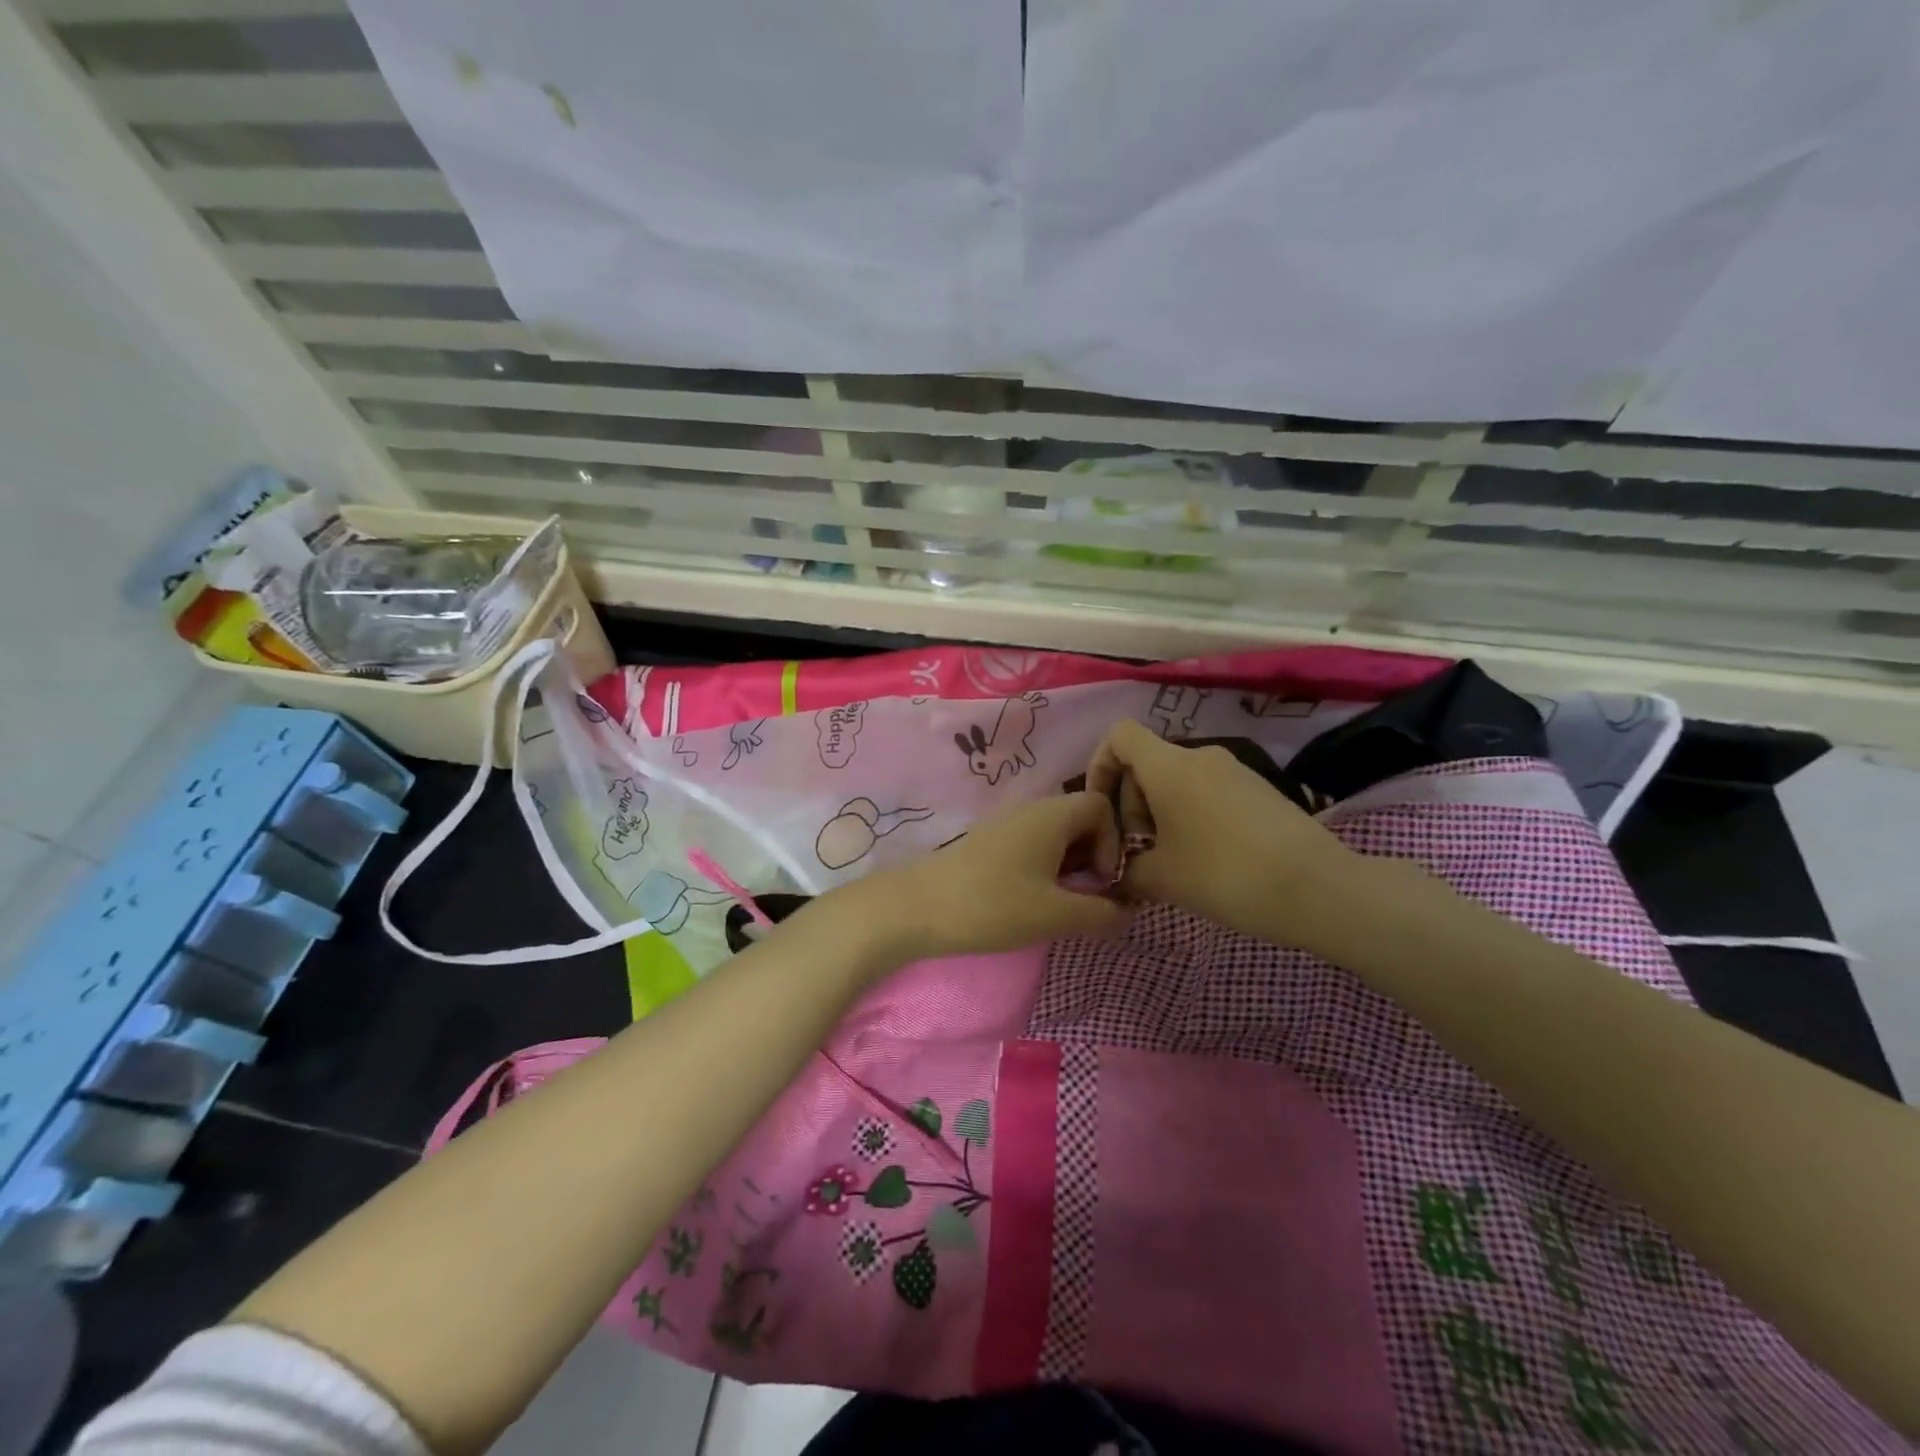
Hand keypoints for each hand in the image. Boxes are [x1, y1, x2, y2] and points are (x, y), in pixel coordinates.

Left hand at [841, 791, 1133, 963]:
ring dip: (1071, 866)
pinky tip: (1034, 900)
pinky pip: (1034, 846)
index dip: (1115, 842)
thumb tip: (1128, 910)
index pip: (1103, 807)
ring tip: (1064, 903)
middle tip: (1089, 896)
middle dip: (1096, 856)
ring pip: (1057, 835)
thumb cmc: (993, 905)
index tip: (1103, 880)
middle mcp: (1032, 810)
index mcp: (1052, 814)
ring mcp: (1008, 825)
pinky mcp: (990, 844)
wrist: (918, 908)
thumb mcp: (1056, 914)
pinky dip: (1046, 868)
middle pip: (1082, 819)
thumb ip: (1101, 912)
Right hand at [1086, 719, 1366, 952]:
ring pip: (1178, 780)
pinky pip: (1207, 791)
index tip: (1101, 808)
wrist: (1318, 888)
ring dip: (1161, 814)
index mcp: (1169, 766)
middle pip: (1147, 763)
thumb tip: (1113, 873)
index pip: (1119, 735)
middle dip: (1131, 804)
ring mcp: (1234, 770)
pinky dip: (1191, 815)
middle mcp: (1200, 756)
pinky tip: (1206, 859)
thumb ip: (1125, 870)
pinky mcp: (1259, 789)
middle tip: (1138, 852)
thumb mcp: (1162, 879)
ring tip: (1171, 861)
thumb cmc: (1224, 874)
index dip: (1099, 765)